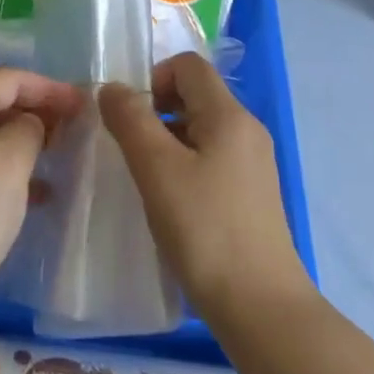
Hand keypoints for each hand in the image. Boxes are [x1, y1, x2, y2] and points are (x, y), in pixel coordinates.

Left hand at [0, 68, 83, 323]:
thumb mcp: (10, 161)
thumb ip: (28, 129)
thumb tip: (26, 124)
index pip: (4, 78)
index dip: (45, 85)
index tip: (81, 104)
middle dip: (34, 111)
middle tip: (71, 129)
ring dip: (22, 143)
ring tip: (58, 159)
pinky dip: (5, 173)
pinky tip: (34, 197)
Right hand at [100, 52, 312, 324]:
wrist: (261, 308)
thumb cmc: (205, 230)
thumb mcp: (157, 169)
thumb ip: (130, 120)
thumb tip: (112, 89)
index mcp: (229, 115)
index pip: (188, 65)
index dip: (153, 78)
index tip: (130, 118)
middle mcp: (247, 130)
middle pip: (195, 95)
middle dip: (157, 111)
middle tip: (132, 151)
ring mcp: (254, 163)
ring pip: (202, 129)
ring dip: (168, 141)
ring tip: (147, 181)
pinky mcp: (252, 194)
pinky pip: (212, 158)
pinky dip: (186, 166)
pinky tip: (172, 204)